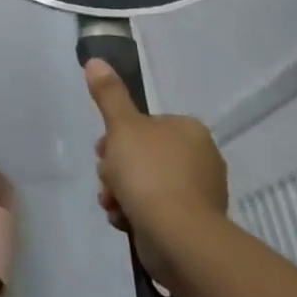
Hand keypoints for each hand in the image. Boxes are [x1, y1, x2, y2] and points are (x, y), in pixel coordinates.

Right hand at [84, 59, 227, 287]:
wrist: (178, 236)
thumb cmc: (149, 172)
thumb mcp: (122, 126)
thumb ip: (108, 94)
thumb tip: (95, 60)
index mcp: (189, 130)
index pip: (145, 125)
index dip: (117, 136)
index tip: (102, 150)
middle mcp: (201, 159)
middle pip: (143, 155)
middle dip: (117, 169)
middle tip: (106, 179)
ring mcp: (200, 194)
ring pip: (146, 184)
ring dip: (122, 192)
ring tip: (112, 203)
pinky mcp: (195, 225)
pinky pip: (157, 211)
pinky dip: (137, 214)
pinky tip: (124, 220)